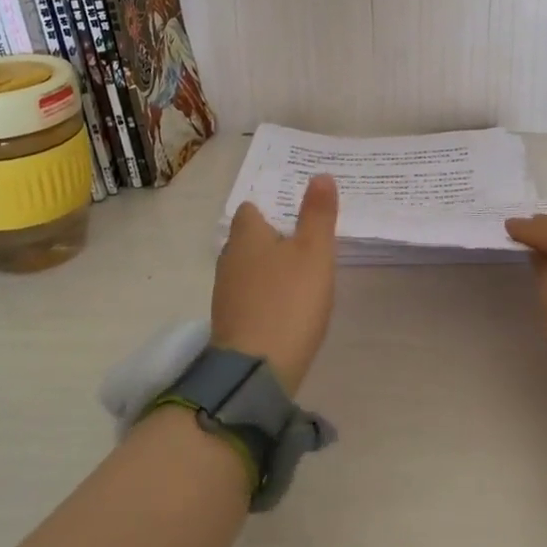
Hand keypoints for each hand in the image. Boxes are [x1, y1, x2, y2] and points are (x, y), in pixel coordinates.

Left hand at [212, 175, 339, 395]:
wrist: (256, 370)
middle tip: (304, 241)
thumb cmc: (289, 301)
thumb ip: (317, 214)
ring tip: (300, 274)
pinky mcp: (230, 324)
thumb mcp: (314, 252)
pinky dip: (265, 296)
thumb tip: (320, 175)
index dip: (270, 208)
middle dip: (271, 238)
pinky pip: (249, 297)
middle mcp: (229, 259)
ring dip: (269, 269)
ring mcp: (226, 294)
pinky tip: (287, 306)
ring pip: (248, 269)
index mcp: (246, 236)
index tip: (294, 213)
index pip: (250, 210)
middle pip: (248, 239)